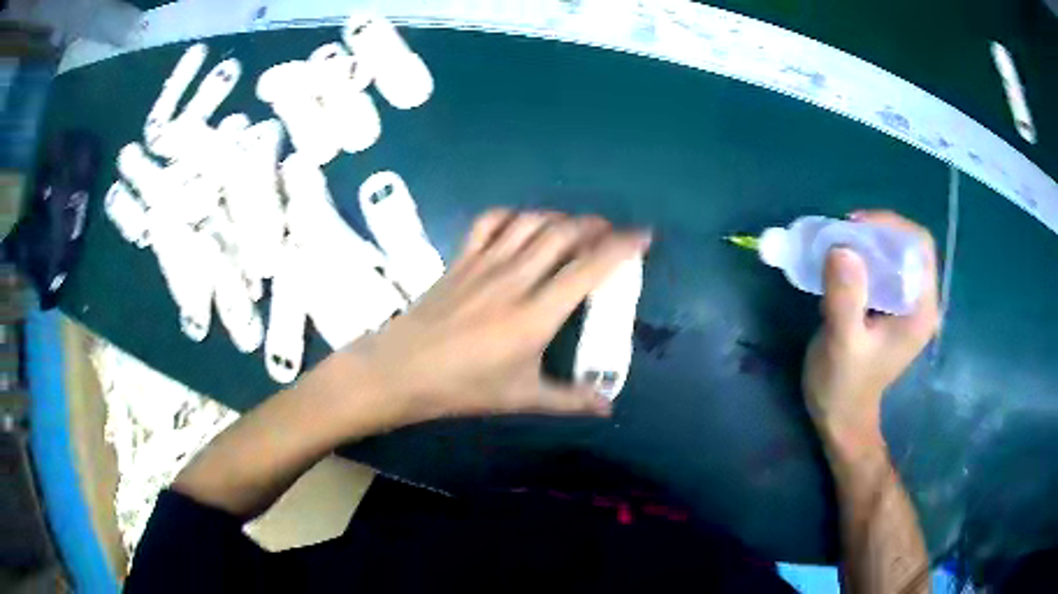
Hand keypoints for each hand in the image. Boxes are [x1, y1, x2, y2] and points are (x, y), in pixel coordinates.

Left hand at [345, 209, 650, 425]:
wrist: (400, 371)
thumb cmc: (462, 388)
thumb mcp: (521, 398)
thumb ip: (569, 399)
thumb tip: (607, 407)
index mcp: (536, 314)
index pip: (589, 268)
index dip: (622, 246)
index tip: (643, 235)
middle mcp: (515, 278)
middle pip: (563, 234)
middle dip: (595, 225)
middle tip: (612, 232)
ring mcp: (484, 263)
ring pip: (531, 222)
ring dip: (560, 216)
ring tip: (576, 225)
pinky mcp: (460, 258)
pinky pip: (490, 223)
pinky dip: (513, 215)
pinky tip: (522, 224)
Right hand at [802, 211, 939, 453]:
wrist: (841, 419)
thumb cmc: (844, 387)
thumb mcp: (842, 345)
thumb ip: (846, 299)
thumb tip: (842, 248)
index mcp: (920, 309)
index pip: (918, 246)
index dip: (890, 226)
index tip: (855, 227)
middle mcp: (920, 302)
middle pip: (907, 246)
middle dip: (875, 232)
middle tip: (842, 235)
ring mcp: (906, 306)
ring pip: (894, 254)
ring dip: (867, 244)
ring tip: (838, 247)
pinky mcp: (891, 309)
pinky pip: (882, 269)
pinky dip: (862, 259)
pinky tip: (841, 267)